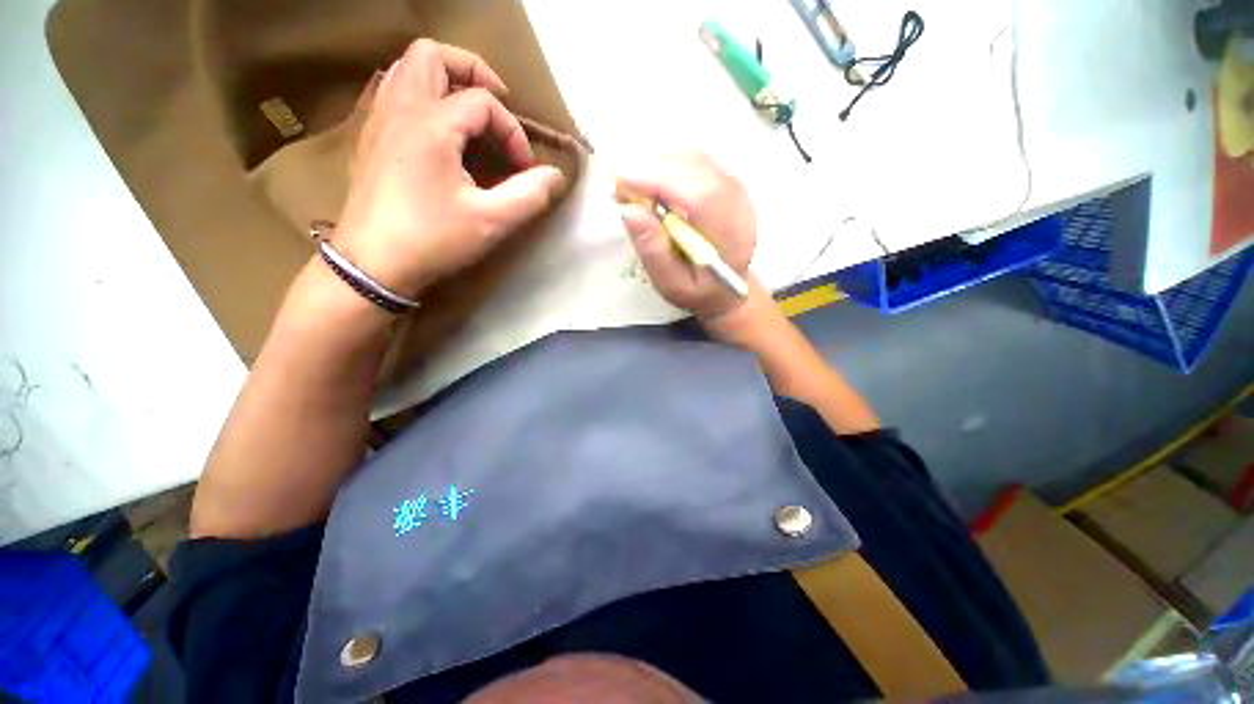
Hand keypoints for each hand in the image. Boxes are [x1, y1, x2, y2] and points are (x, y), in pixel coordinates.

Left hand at [333, 39, 566, 298]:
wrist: (372, 265)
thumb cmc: (432, 240)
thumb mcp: (491, 221)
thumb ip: (530, 195)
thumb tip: (556, 175)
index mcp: (431, 123)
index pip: (484, 102)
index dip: (514, 132)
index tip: (526, 169)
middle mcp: (400, 108)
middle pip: (432, 55)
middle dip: (471, 72)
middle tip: (496, 107)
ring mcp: (378, 119)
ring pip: (406, 68)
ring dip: (443, 81)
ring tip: (468, 116)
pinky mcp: (369, 137)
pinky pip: (392, 92)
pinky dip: (420, 96)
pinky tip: (438, 131)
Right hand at [616, 151, 755, 321]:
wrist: (727, 286)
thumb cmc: (698, 290)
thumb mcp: (671, 284)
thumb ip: (653, 251)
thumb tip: (628, 210)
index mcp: (727, 235)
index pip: (698, 193)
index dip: (657, 180)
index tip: (620, 183)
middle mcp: (737, 203)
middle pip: (693, 167)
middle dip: (650, 170)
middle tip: (620, 189)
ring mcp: (735, 187)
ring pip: (692, 158)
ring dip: (657, 166)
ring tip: (633, 189)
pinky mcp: (727, 181)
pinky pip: (695, 161)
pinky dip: (668, 166)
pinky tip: (653, 186)